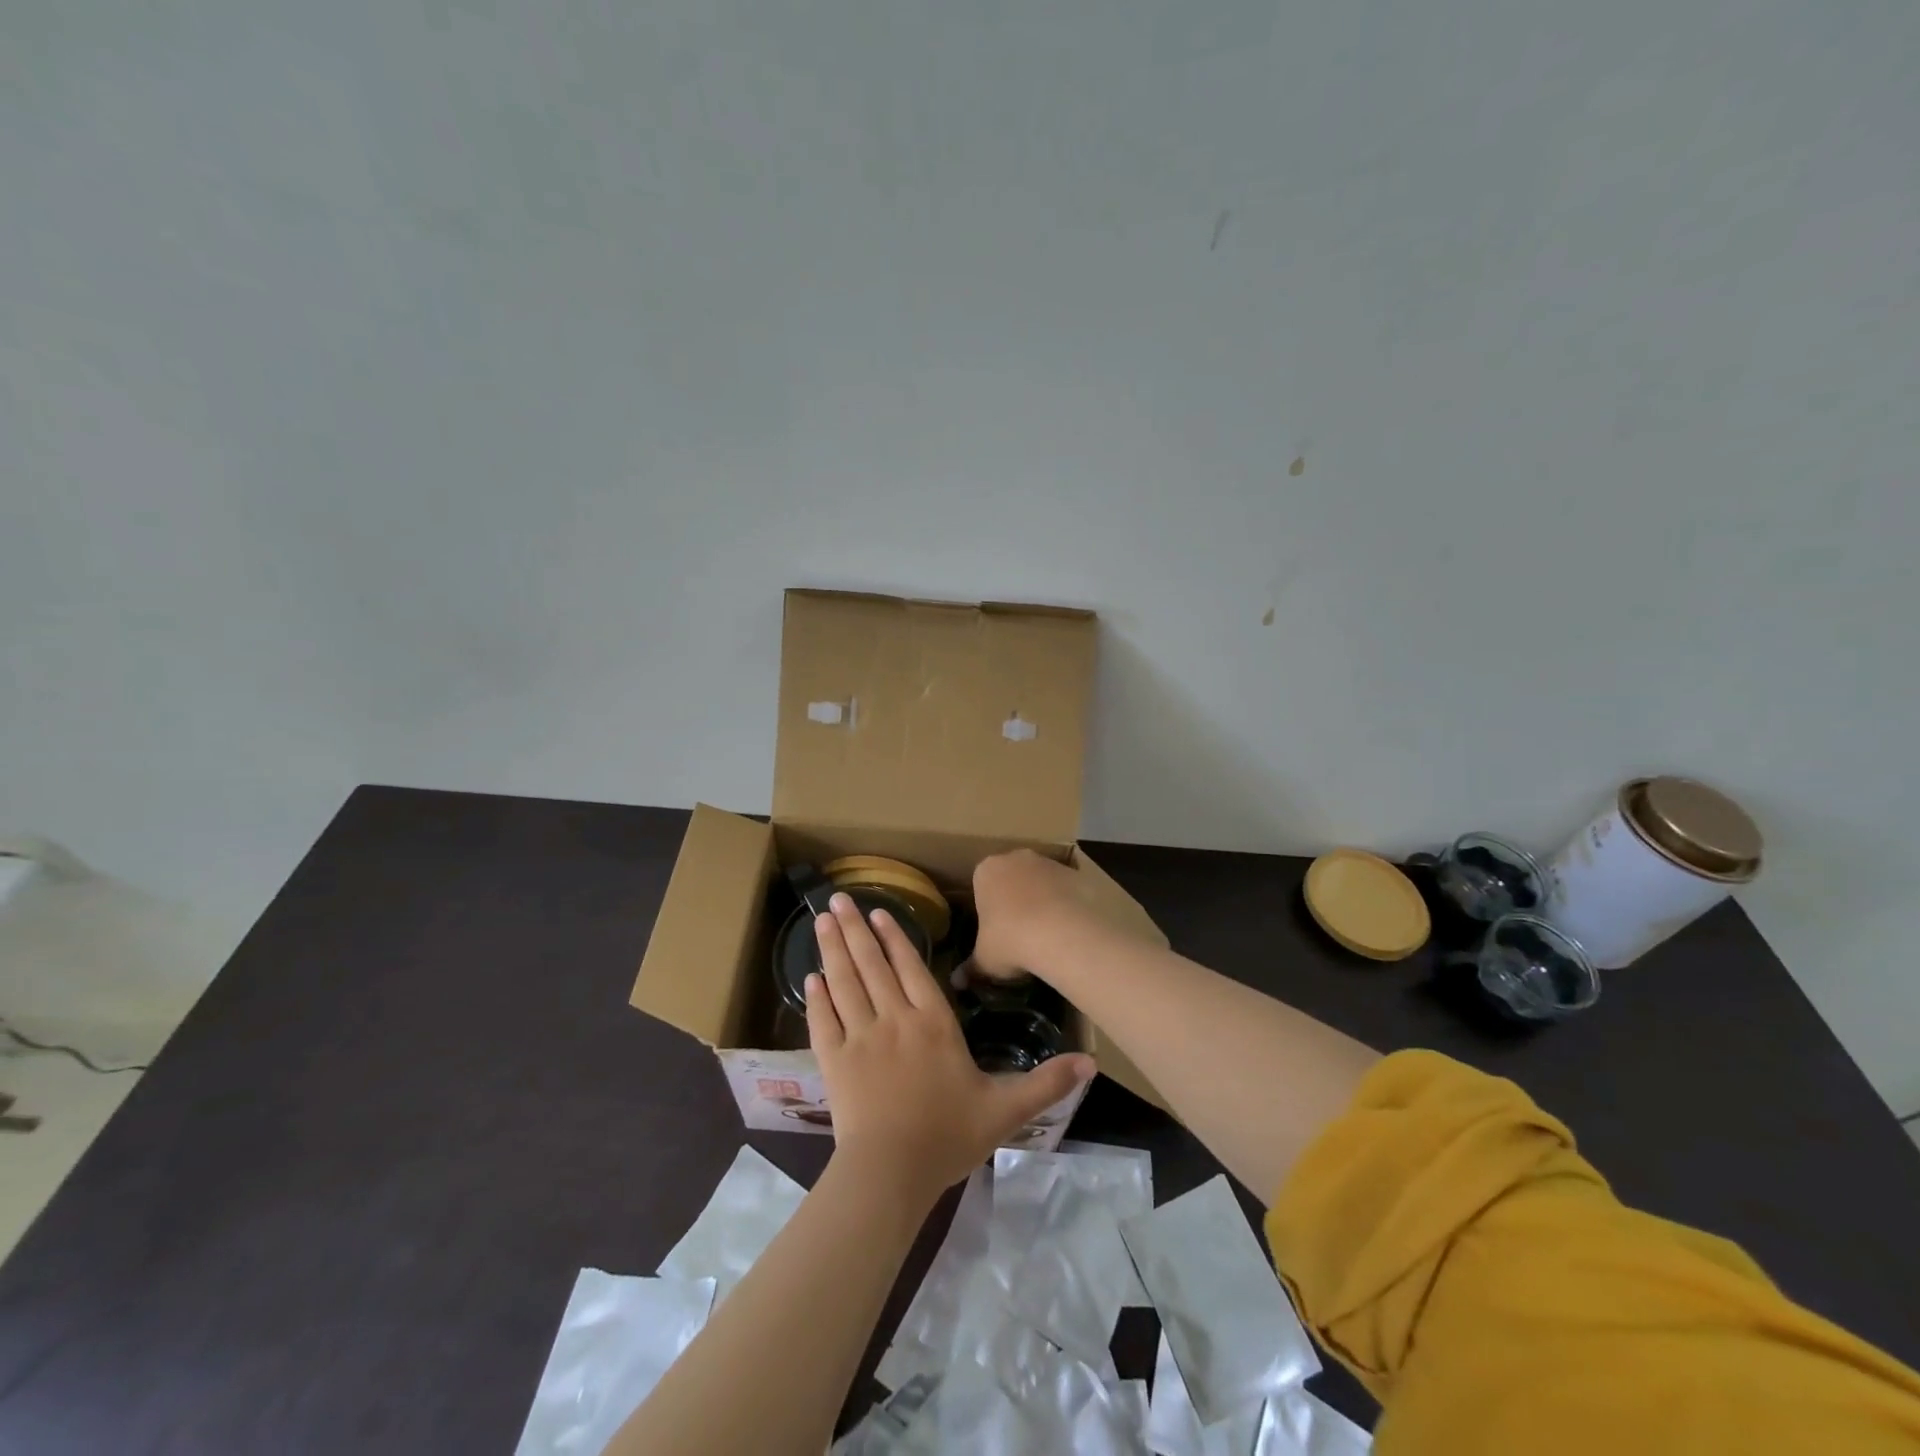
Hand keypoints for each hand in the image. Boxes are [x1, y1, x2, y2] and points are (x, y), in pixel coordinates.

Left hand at [807, 893, 1093, 1204]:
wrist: (891, 1173)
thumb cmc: (948, 1136)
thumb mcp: (1005, 1110)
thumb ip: (1046, 1083)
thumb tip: (1091, 1061)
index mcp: (933, 1023)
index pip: (911, 968)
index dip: (894, 938)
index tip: (879, 912)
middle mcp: (894, 1019)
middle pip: (872, 965)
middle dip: (856, 930)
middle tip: (838, 900)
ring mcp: (860, 1038)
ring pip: (845, 982)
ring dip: (833, 949)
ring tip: (823, 922)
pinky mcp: (834, 1061)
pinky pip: (823, 1020)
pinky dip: (816, 997)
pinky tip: (810, 978)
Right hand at [970, 849, 1104, 982]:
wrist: (1063, 934)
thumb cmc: (1011, 941)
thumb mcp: (985, 961)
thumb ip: (971, 968)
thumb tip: (957, 982)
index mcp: (986, 870)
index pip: (982, 884)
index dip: (988, 907)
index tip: (995, 930)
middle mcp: (1017, 858)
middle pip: (1013, 876)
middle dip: (1015, 897)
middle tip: (1020, 931)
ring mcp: (1050, 862)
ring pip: (1042, 879)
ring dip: (1044, 898)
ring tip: (1049, 933)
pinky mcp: (1079, 871)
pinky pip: (1070, 886)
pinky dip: (1070, 901)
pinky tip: (1072, 927)